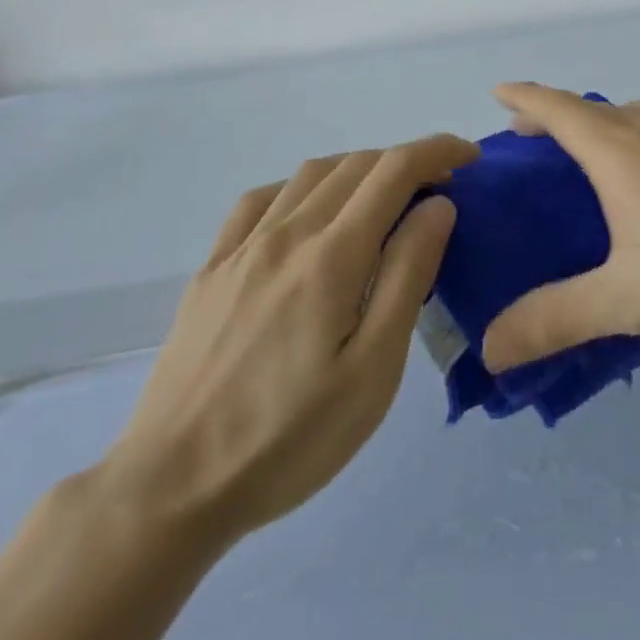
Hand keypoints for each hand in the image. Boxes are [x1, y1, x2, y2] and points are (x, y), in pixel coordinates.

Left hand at [99, 135, 473, 550]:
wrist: (171, 488)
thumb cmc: (289, 440)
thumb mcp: (372, 372)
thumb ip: (407, 277)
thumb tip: (437, 206)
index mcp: (331, 256)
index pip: (394, 170)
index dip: (436, 151)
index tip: (468, 158)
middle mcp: (287, 232)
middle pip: (356, 165)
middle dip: (404, 162)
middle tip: (435, 191)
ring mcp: (243, 246)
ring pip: (310, 173)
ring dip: (357, 170)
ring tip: (381, 201)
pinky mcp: (212, 266)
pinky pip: (261, 198)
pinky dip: (301, 187)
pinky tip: (307, 214)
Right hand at [481, 84, 639, 371]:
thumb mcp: (628, 303)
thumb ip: (554, 319)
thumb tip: (488, 346)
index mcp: (625, 153)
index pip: (561, 110)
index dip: (526, 97)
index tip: (498, 93)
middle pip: (597, 109)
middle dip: (558, 116)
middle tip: (534, 139)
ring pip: (639, 112)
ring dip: (605, 120)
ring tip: (595, 149)